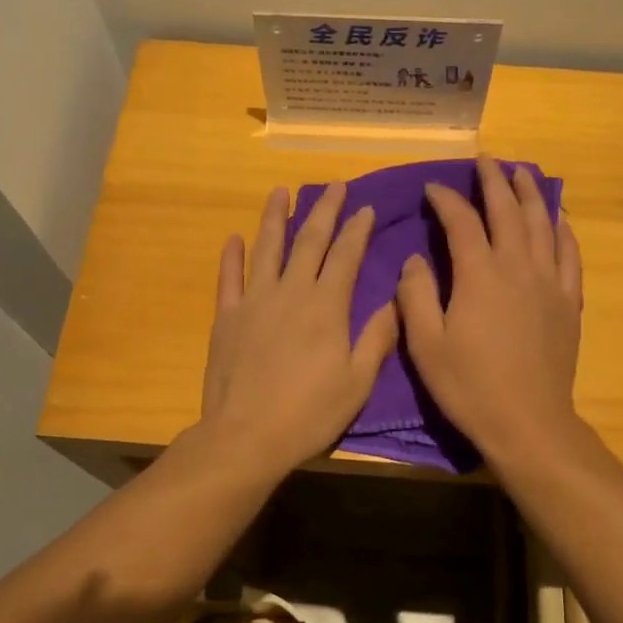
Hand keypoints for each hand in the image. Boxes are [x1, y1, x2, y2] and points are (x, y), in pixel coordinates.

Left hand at [198, 183, 398, 477]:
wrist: (246, 436)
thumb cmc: (309, 413)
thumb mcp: (358, 382)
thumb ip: (377, 338)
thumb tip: (396, 301)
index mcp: (326, 307)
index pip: (346, 256)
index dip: (357, 230)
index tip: (365, 208)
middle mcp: (291, 292)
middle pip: (309, 241)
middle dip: (324, 211)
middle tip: (334, 186)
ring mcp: (254, 302)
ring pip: (267, 249)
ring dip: (275, 218)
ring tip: (281, 192)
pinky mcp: (226, 318)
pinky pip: (229, 278)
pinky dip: (231, 256)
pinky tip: (234, 238)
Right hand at [396, 156, 584, 467]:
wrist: (528, 422)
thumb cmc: (470, 386)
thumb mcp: (426, 345)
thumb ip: (417, 296)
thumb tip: (415, 260)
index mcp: (479, 275)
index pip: (462, 222)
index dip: (446, 200)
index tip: (433, 188)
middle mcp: (517, 267)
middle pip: (507, 211)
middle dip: (493, 181)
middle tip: (484, 160)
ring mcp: (548, 282)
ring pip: (541, 224)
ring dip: (530, 194)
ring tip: (521, 173)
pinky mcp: (568, 302)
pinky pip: (569, 254)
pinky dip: (563, 230)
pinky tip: (559, 218)